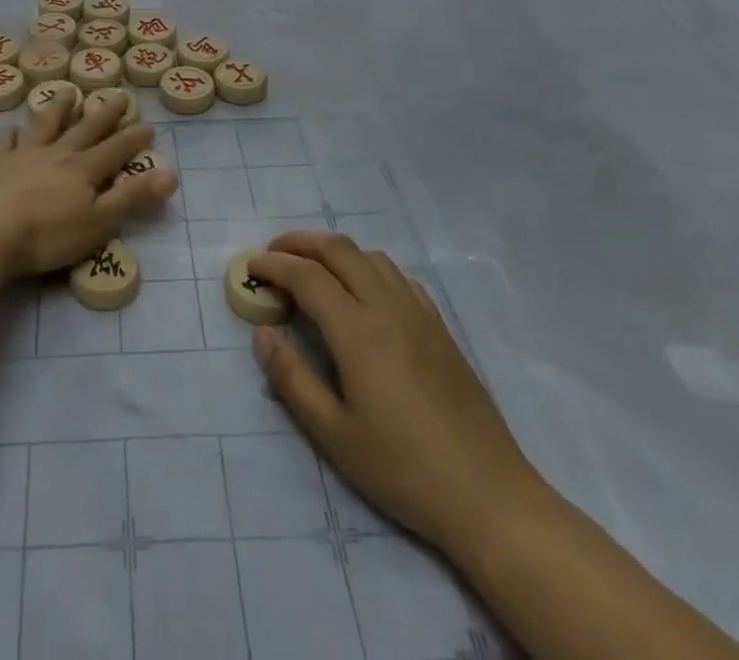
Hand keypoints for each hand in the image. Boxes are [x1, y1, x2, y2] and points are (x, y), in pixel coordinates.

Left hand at [0, 88, 175, 276]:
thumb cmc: (48, 234)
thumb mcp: (99, 222)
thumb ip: (133, 198)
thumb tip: (170, 174)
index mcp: (83, 170)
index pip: (115, 150)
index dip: (133, 138)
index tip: (149, 124)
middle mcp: (56, 154)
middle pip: (84, 129)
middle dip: (104, 113)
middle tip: (118, 94)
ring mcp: (23, 155)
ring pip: (45, 124)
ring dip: (59, 108)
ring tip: (68, 92)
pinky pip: (5, 142)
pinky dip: (11, 134)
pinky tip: (12, 130)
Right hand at [249, 232, 541, 559]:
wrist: (488, 497)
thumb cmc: (402, 469)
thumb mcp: (333, 433)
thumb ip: (292, 377)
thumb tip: (262, 333)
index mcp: (358, 331)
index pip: (307, 276)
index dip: (274, 265)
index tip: (250, 266)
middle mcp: (387, 307)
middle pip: (339, 250)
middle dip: (300, 243)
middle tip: (273, 255)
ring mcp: (419, 314)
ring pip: (370, 257)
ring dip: (335, 251)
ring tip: (312, 268)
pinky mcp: (440, 328)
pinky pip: (399, 277)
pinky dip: (369, 268)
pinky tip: (363, 292)